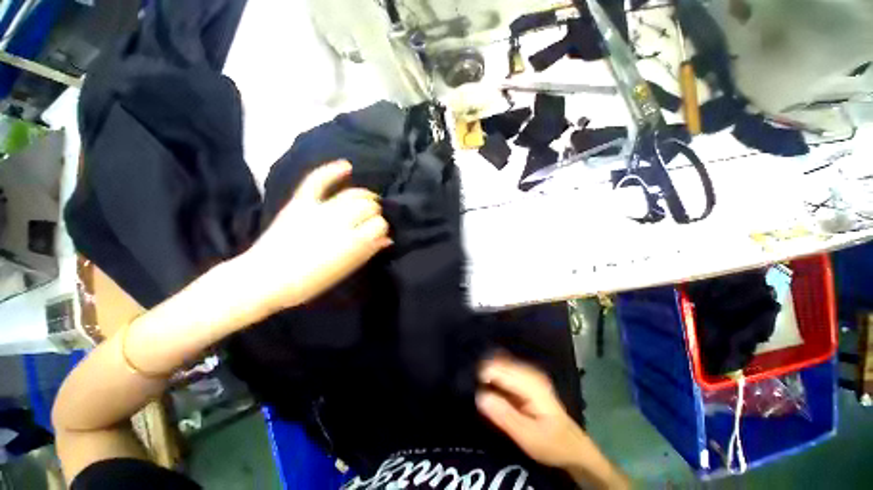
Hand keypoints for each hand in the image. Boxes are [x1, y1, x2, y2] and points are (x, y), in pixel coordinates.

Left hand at [242, 160, 390, 313]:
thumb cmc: (309, 282)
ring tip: (368, 200)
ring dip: (365, 196)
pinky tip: (347, 166)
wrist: (264, 278)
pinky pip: (318, 180)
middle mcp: (339, 221)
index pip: (379, 225)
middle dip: (375, 212)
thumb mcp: (345, 271)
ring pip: (353, 194)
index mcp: (351, 242)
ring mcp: (319, 209)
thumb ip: (368, 252)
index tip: (379, 234)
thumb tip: (387, 239)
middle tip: (372, 219)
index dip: (382, 228)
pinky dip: (332, 171)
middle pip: (368, 207)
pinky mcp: (301, 202)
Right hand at [477, 355, 586, 467]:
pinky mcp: (526, 378)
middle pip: (499, 362)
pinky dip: (494, 376)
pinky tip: (489, 387)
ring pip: (500, 363)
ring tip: (478, 388)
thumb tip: (480, 395)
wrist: (573, 447)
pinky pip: (505, 370)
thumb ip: (504, 415)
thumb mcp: (527, 436)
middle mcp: (529, 372)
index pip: (499, 368)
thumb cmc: (551, 444)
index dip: (482, 375)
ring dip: (488, 374)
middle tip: (473, 390)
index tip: (473, 389)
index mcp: (530, 383)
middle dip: (484, 372)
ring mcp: (529, 373)